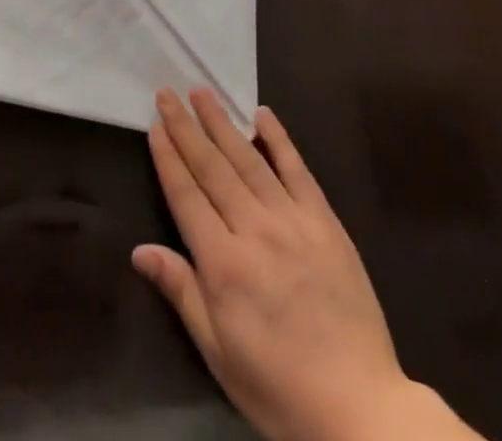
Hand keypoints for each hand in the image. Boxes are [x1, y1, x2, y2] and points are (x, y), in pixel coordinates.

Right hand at [135, 90, 471, 440]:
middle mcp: (254, 230)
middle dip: (186, 128)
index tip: (155, 126)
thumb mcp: (219, 353)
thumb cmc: (279, 387)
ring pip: (248, 159)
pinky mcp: (325, 222)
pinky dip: (278, 139)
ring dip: (222, 123)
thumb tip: (139, 251)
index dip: (168, 158)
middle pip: (212, 168)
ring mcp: (292, 221)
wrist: (361, 409)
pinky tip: (262, 115)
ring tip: (202, 92)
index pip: (186, 196)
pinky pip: (297, 170)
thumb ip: (181, 291)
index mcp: (223, 264)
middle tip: (167, 93)